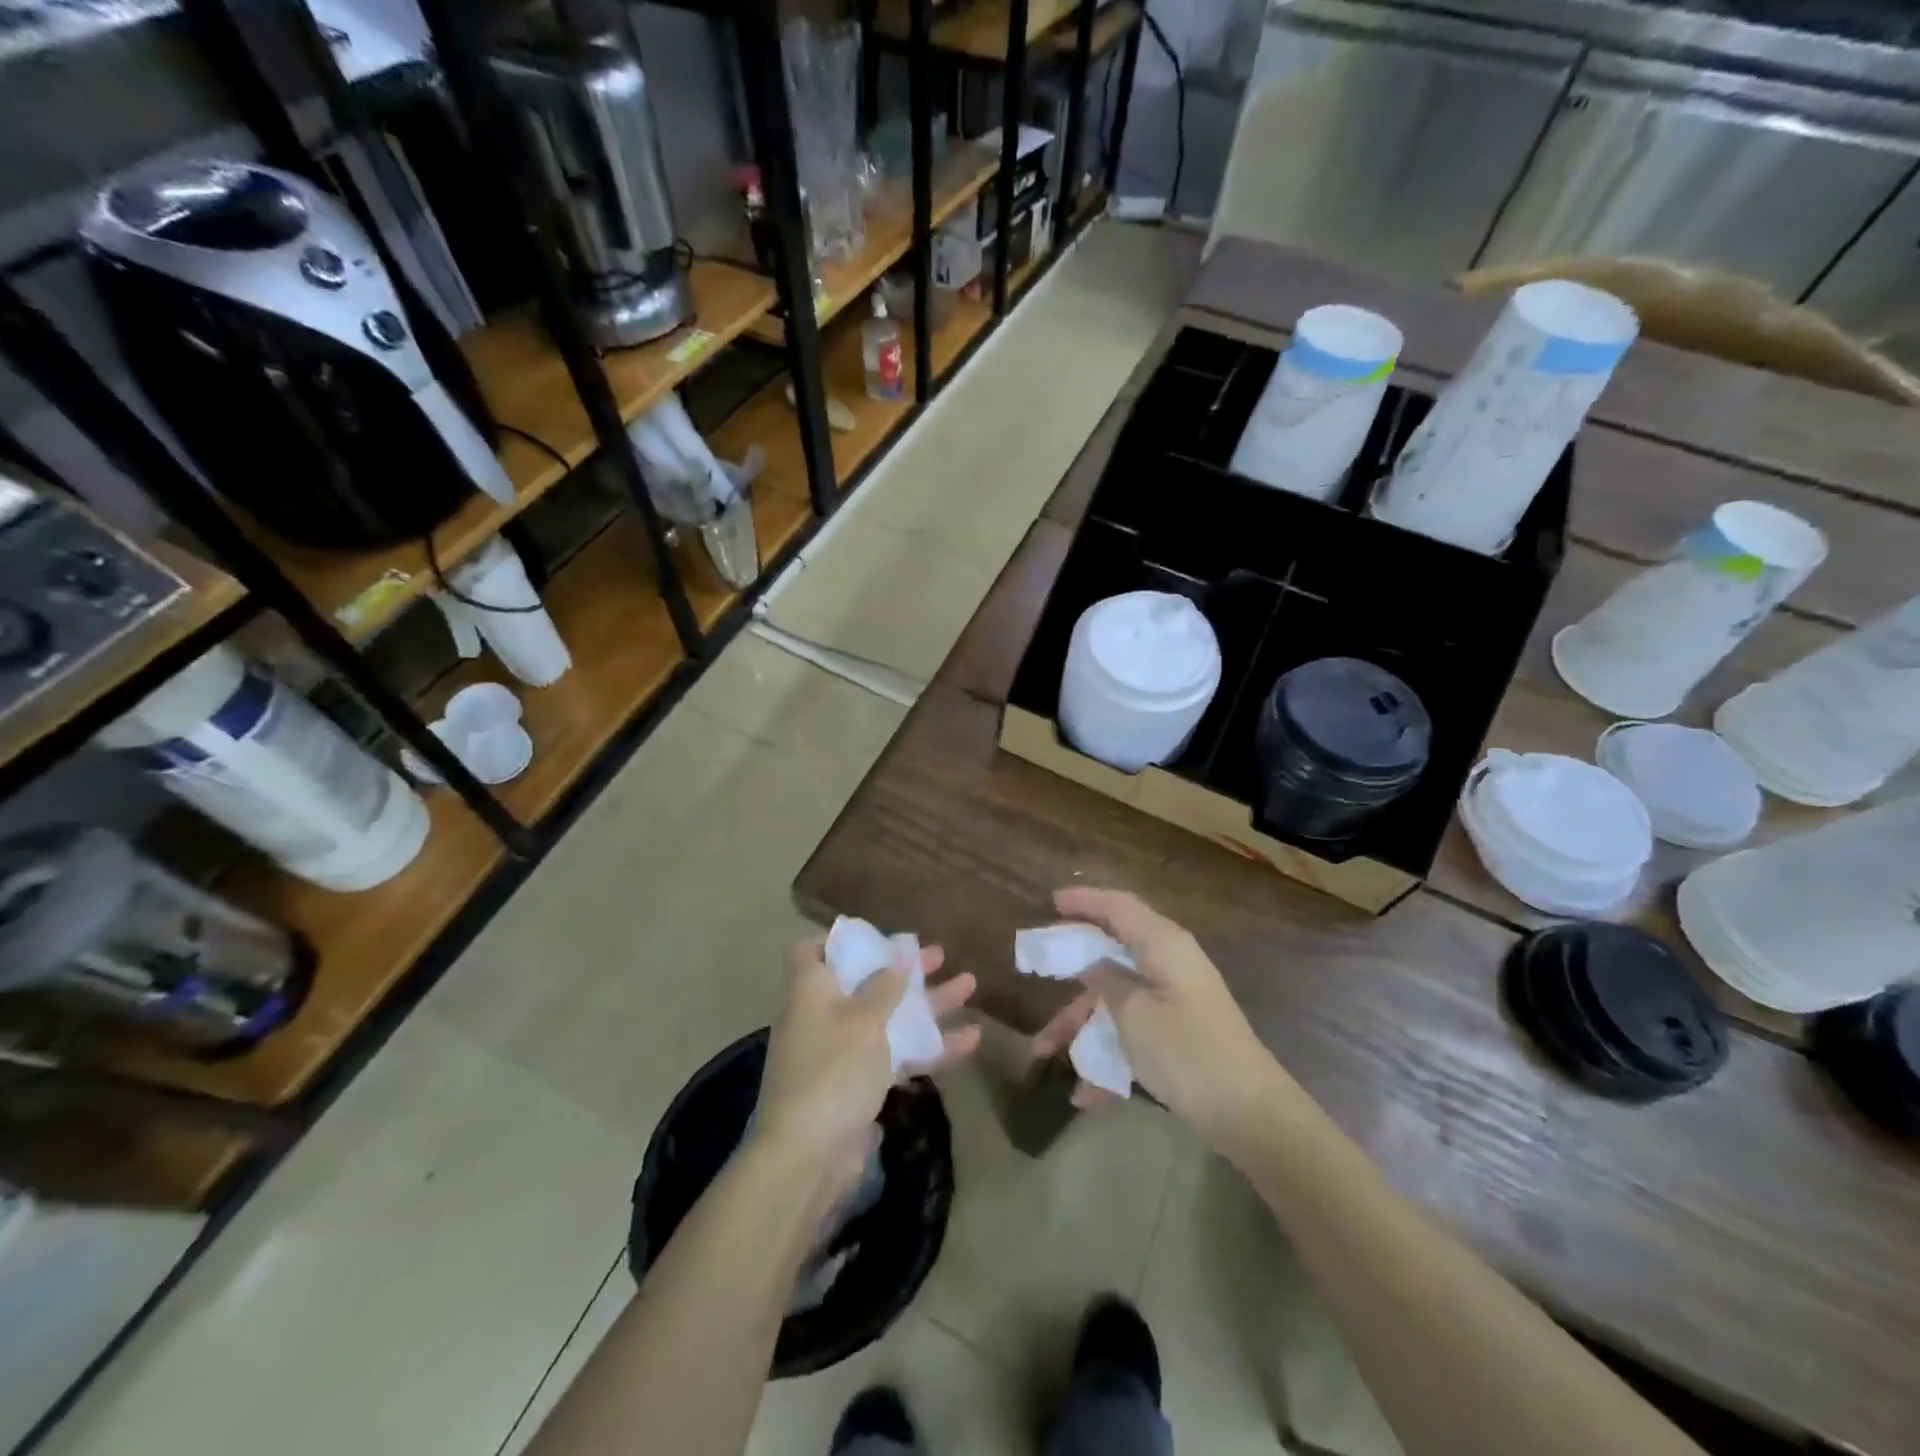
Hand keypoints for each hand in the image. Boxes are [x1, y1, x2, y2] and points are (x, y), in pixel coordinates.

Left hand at [754, 938, 979, 1196]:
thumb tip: (899, 955)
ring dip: (928, 1004)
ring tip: (970, 985)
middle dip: (904, 970)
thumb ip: (886, 985)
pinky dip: (930, 1047)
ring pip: (889, 1019)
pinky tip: (972, 1040)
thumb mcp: (864, 1019)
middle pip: (865, 982)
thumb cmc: (832, 1069)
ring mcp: (843, 1053)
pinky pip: (897, 1055)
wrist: (809, 1156)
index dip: (839, 942)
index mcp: (811, 991)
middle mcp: (824, 1016)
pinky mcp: (860, 1085)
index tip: (876, 938)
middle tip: (940, 955)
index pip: (811, 953)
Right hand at [1032, 887, 1282, 1144]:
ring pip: (1116, 998)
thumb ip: (1105, 980)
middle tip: (1038, 968)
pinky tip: (1084, 1094)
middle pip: (1112, 952)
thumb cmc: (1187, 1052)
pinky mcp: (1179, 1034)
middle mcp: (1170, 964)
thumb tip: (1090, 962)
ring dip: (1081, 1023)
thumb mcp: (1134, 1014)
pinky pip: (1132, 1031)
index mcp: (1163, 945)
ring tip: (1044, 1051)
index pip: (1118, 906)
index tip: (1050, 901)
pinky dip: (1107, 1054)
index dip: (1084, 900)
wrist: (1251, 1116)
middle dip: (1072, 968)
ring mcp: (1175, 1001)